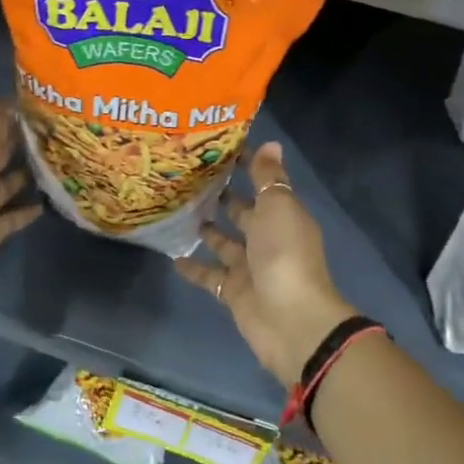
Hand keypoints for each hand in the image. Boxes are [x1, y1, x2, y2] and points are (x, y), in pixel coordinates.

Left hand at [0, 71, 41, 314]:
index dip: (13, 111)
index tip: (43, 98)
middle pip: (2, 153)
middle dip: (24, 140)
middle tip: (60, 127)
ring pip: (9, 183)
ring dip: (27, 173)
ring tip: (60, 161)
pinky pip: (13, 216)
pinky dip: (27, 209)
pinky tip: (47, 204)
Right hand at [174, 141, 355, 387]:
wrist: (290, 320)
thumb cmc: (285, 254)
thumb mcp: (278, 207)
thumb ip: (268, 177)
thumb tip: (269, 143)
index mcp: (283, 216)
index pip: (264, 184)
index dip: (246, 166)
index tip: (218, 149)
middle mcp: (268, 239)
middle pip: (244, 213)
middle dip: (224, 196)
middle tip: (191, 178)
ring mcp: (250, 267)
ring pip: (225, 243)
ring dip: (208, 230)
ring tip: (180, 211)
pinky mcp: (233, 292)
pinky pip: (210, 276)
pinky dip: (194, 268)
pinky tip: (172, 256)